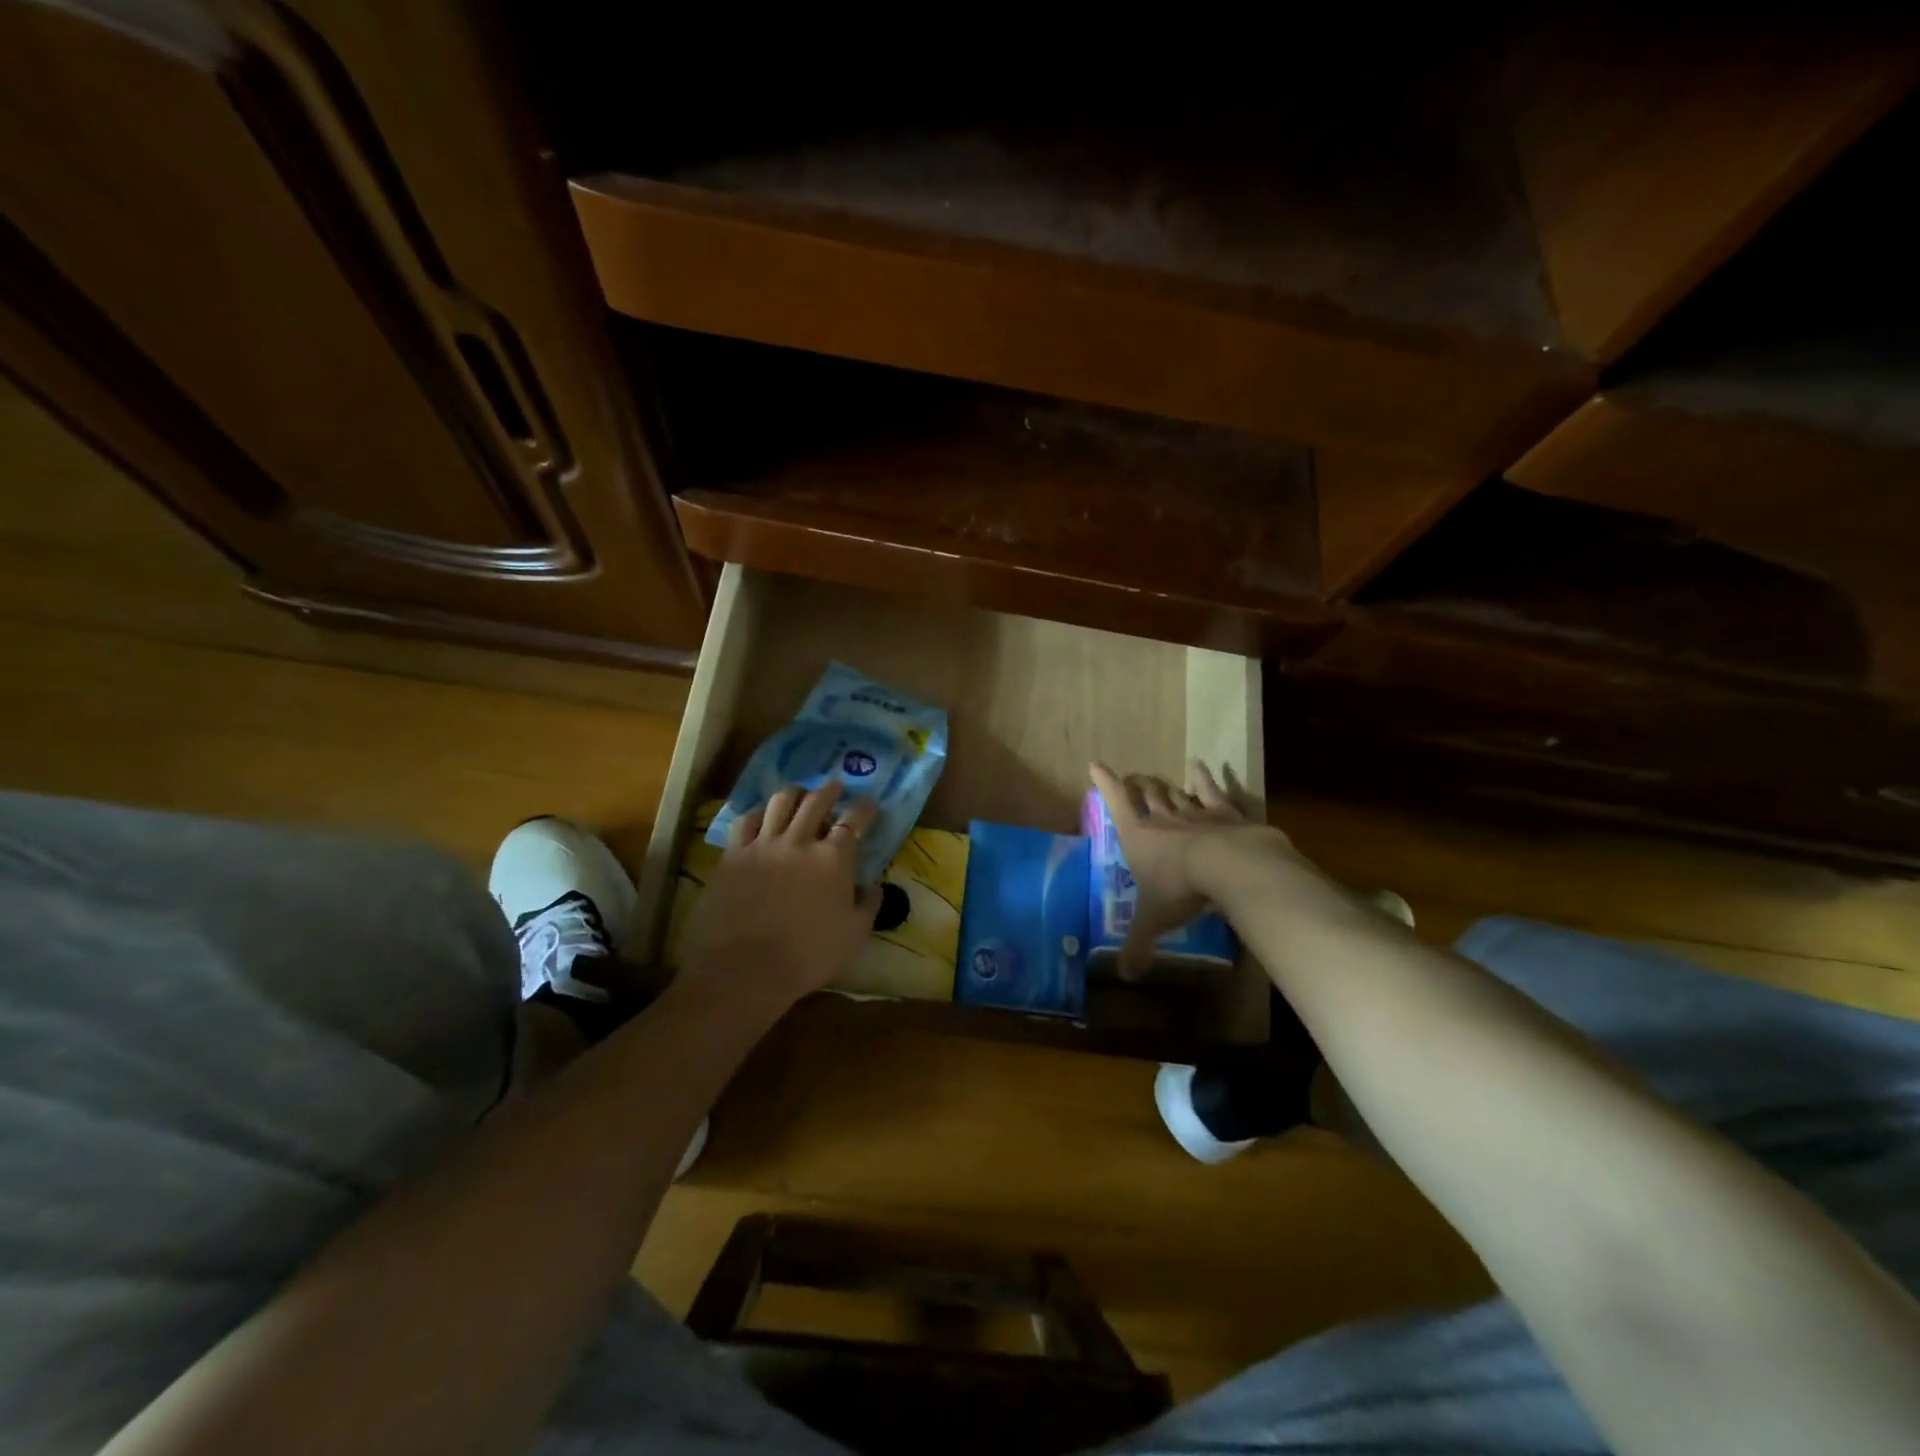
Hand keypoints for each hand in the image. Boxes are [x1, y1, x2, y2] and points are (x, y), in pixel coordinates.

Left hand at [679, 781, 882, 1009]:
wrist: (744, 969)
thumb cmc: (807, 956)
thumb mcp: (854, 935)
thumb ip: (869, 905)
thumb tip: (875, 885)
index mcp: (834, 857)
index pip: (854, 820)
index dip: (865, 809)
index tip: (870, 804)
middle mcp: (800, 840)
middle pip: (816, 801)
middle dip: (829, 789)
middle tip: (834, 786)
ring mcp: (763, 844)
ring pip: (780, 802)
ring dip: (795, 793)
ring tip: (799, 793)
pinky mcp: (733, 854)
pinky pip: (746, 820)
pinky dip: (758, 812)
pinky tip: (761, 815)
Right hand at [1088, 760, 1295, 978]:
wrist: (1229, 866)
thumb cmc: (1181, 889)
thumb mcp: (1155, 920)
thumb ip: (1138, 945)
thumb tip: (1125, 976)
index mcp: (1138, 836)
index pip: (1116, 802)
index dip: (1105, 783)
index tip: (1096, 764)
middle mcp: (1163, 818)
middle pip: (1147, 794)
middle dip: (1139, 785)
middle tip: (1135, 778)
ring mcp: (1194, 812)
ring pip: (1175, 792)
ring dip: (1166, 785)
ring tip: (1160, 777)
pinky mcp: (1225, 812)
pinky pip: (1211, 791)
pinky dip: (1204, 778)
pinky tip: (1200, 767)